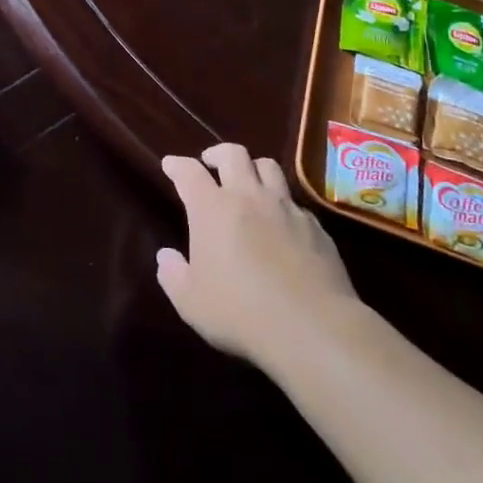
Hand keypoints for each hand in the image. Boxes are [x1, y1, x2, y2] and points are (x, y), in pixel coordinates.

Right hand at [156, 143, 360, 369]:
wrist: (313, 328)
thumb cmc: (240, 313)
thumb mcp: (191, 302)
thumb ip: (172, 274)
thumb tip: (166, 256)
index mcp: (212, 209)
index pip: (189, 172)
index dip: (177, 164)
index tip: (170, 165)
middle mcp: (249, 197)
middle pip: (234, 154)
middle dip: (217, 154)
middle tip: (210, 164)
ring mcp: (286, 209)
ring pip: (269, 167)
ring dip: (253, 169)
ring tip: (248, 183)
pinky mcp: (315, 227)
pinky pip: (294, 202)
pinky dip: (281, 204)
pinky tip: (280, 224)